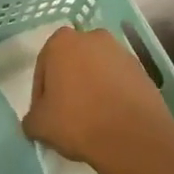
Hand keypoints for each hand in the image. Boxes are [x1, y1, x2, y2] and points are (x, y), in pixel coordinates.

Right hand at [22, 25, 173, 169]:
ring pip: (96, 70)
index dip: (41, 94)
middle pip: (72, 64)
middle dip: (68, 84)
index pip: (43, 68)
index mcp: (62, 42)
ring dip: (91, 88)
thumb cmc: (77, 121)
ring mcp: (121, 52)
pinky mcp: (142, 69)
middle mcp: (92, 37)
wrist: (133, 136)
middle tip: (65, 114)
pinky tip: (109, 117)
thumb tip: (35, 120)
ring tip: (90, 118)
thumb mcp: (39, 125)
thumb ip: (31, 117)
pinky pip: (117, 80)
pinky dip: (111, 94)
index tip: (45, 114)